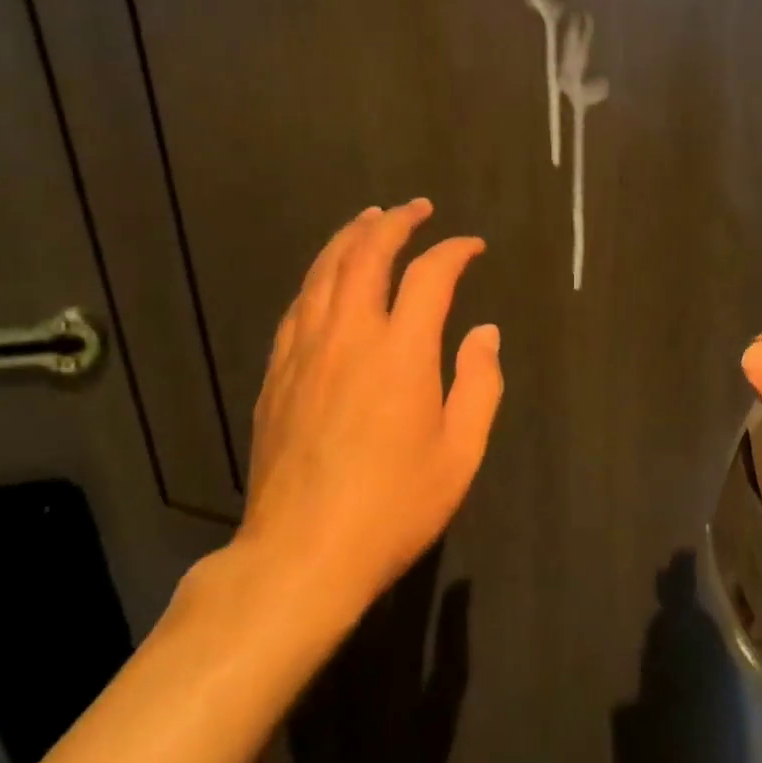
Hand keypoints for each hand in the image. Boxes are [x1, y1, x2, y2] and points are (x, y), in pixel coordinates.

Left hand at [235, 200, 502, 635]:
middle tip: (417, 208)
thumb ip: (479, 383)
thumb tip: (484, 332)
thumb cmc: (394, 506)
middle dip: (395, 222)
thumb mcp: (460, 453)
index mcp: (401, 351)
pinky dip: (319, 277)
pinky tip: (326, 277)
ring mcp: (305, 351)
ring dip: (350, 237)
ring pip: (324, 271)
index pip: (430, 275)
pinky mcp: (277, 373)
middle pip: (367, 254)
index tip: (472, 247)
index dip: (454, 251)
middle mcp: (349, 335)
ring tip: (369, 219)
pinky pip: (298, 305)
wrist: (302, 554)